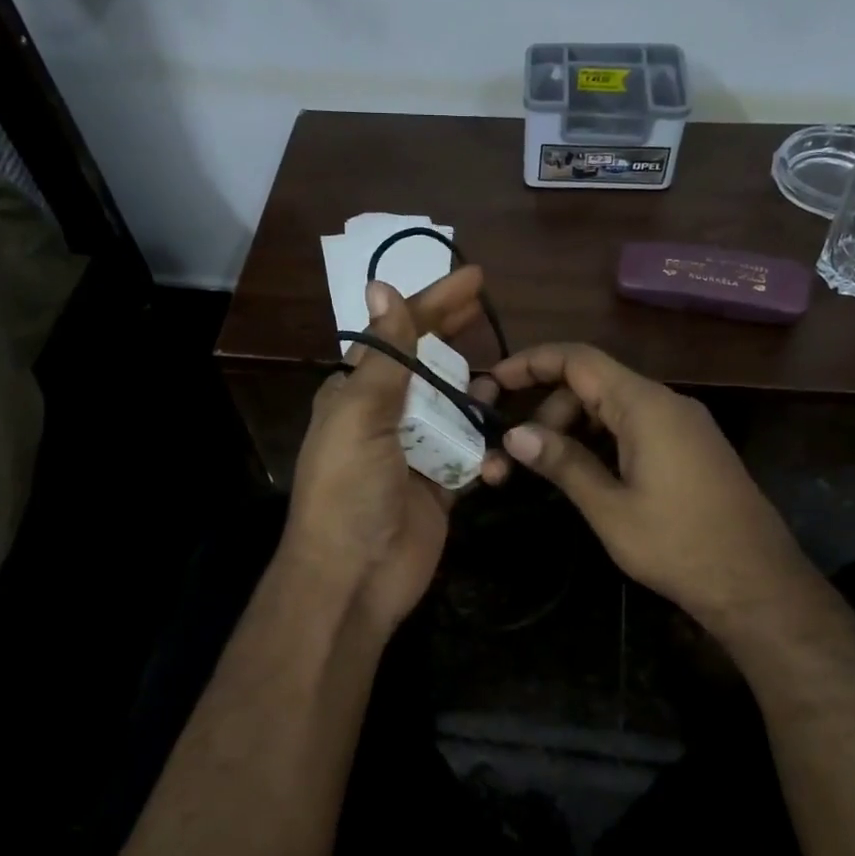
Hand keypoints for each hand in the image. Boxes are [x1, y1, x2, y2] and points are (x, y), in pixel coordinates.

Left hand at [281, 267, 494, 638]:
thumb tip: (381, 287)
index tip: (474, 278)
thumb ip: (383, 356)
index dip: (433, 304)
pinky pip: (471, 458)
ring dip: (478, 400)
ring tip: (505, 386)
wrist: (353, 577)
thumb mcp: (361, 414)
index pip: (398, 335)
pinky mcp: (440, 487)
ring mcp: (415, 452)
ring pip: (456, 412)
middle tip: (491, 312)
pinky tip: (496, 463)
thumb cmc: (349, 488)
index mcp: (356, 393)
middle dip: (458, 341)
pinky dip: (486, 457)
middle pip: (429, 368)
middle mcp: (385, 417)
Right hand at [480, 343, 809, 632]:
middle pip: (592, 384)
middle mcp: (666, 403)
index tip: (493, 381)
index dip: (531, 362)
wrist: (758, 584)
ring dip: (572, 428)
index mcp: (645, 406)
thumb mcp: (610, 508)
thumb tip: (514, 434)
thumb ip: (563, 463)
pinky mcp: (690, 447)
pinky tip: (584, 474)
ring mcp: (682, 424)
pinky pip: (634, 426)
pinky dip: (601, 440)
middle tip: (517, 454)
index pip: (579, 359)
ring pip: (612, 407)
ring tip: (545, 470)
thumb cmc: (679, 545)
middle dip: (547, 410)